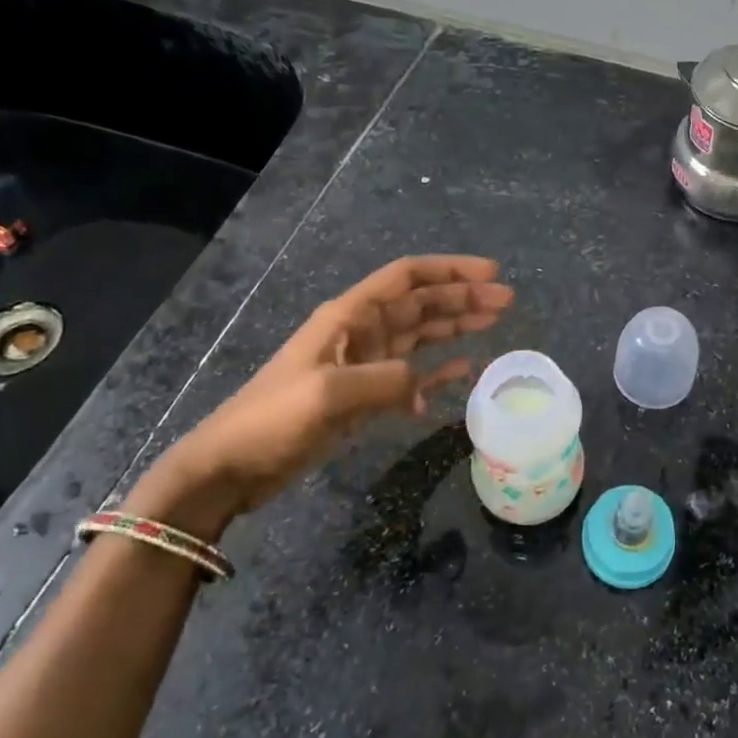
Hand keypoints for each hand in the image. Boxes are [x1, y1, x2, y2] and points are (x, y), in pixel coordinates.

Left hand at [140, 255, 512, 533]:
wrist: (231, 466)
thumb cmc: (273, 419)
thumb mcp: (329, 394)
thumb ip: (385, 379)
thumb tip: (424, 380)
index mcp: (349, 317)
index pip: (407, 279)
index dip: (449, 270)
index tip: (491, 273)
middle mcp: (361, 332)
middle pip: (421, 303)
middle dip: (463, 297)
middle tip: (506, 301)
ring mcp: (364, 364)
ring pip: (420, 335)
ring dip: (456, 326)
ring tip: (494, 322)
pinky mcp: (364, 396)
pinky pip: (412, 374)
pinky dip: (438, 370)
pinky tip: (465, 369)